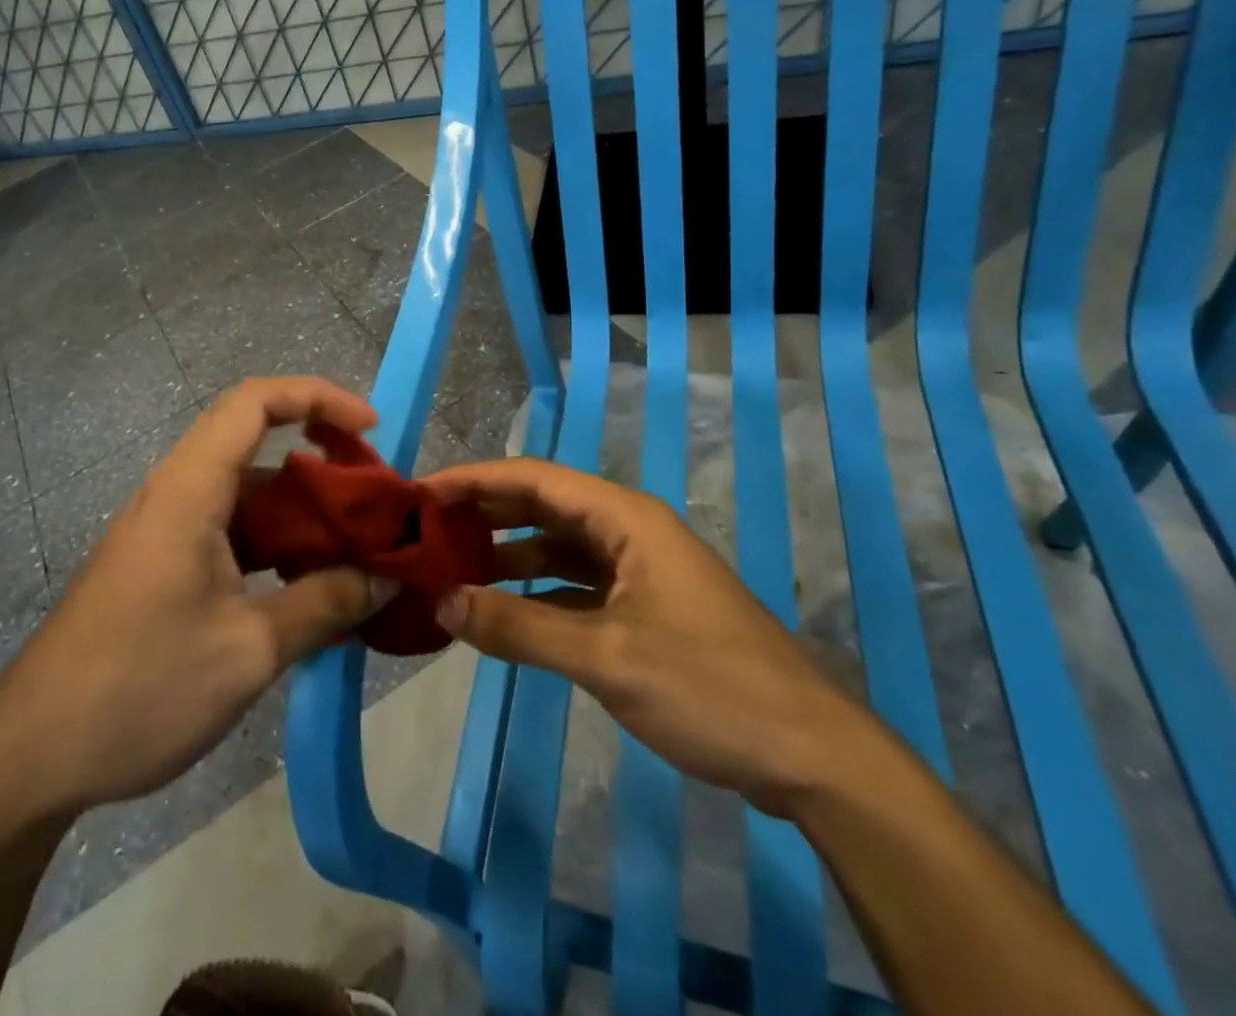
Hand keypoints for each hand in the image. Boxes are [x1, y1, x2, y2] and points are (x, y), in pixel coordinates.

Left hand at [0, 377, 396, 823]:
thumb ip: (325, 604)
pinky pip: (231, 533)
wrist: (30, 760)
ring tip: (356, 548)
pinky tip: (308, 588)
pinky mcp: (163, 567)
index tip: (371, 429)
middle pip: (256, 442)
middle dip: (322, 457)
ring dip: (301, 510)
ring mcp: (167, 532)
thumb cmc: (139, 689)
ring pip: (248, 494)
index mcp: (190, 490)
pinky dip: (276, 545)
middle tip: (374, 497)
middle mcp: (177, 494)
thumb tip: (389, 576)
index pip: (256, 402)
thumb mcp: (248, 650)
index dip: (319, 397)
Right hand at [424, 458, 871, 816]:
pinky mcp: (647, 609)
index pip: (534, 478)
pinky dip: (539, 594)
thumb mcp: (604, 657)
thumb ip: (518, 628)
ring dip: (511, 555)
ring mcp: (641, 571)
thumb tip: (442, 602)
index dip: (475, 479)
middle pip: (545, 506)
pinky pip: (579, 586)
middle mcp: (631, 531)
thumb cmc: (709, 688)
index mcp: (626, 519)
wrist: (813, 757)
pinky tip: (505, 612)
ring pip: (561, 548)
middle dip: (487, 512)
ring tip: (454, 567)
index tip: (422, 493)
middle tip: (427, 528)